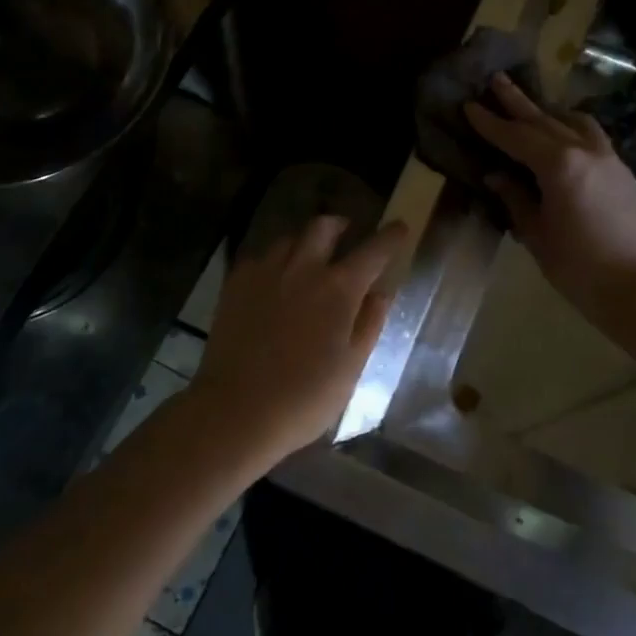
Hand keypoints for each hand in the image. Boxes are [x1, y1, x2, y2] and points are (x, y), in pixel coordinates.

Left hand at [187, 216, 407, 464]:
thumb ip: (369, 324)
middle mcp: (303, 269)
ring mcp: (265, 273)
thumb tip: (381, 292)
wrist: (236, 410)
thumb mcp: (351, 367)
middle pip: (323, 227)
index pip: (373, 251)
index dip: (390, 236)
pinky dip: (275, 260)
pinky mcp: (235, 284)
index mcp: (339, 289)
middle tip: (347, 233)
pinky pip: (260, 257)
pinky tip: (274, 278)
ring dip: (305, 242)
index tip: (399, 227)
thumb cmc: (304, 398)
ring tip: (308, 257)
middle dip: (340, 225)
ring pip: (289, 238)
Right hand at [465, 72, 635, 325]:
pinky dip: (574, 129)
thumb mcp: (537, 235)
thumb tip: (497, 176)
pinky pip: (594, 138)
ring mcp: (609, 159)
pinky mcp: (624, 173)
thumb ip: (516, 200)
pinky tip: (567, 137)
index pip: (516, 137)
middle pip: (545, 120)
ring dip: (551, 112)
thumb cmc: (580, 267)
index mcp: (558, 165)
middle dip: (518, 102)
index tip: (470, 105)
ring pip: (576, 124)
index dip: (490, 123)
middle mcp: (584, 151)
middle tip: (497, 80)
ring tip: (535, 105)